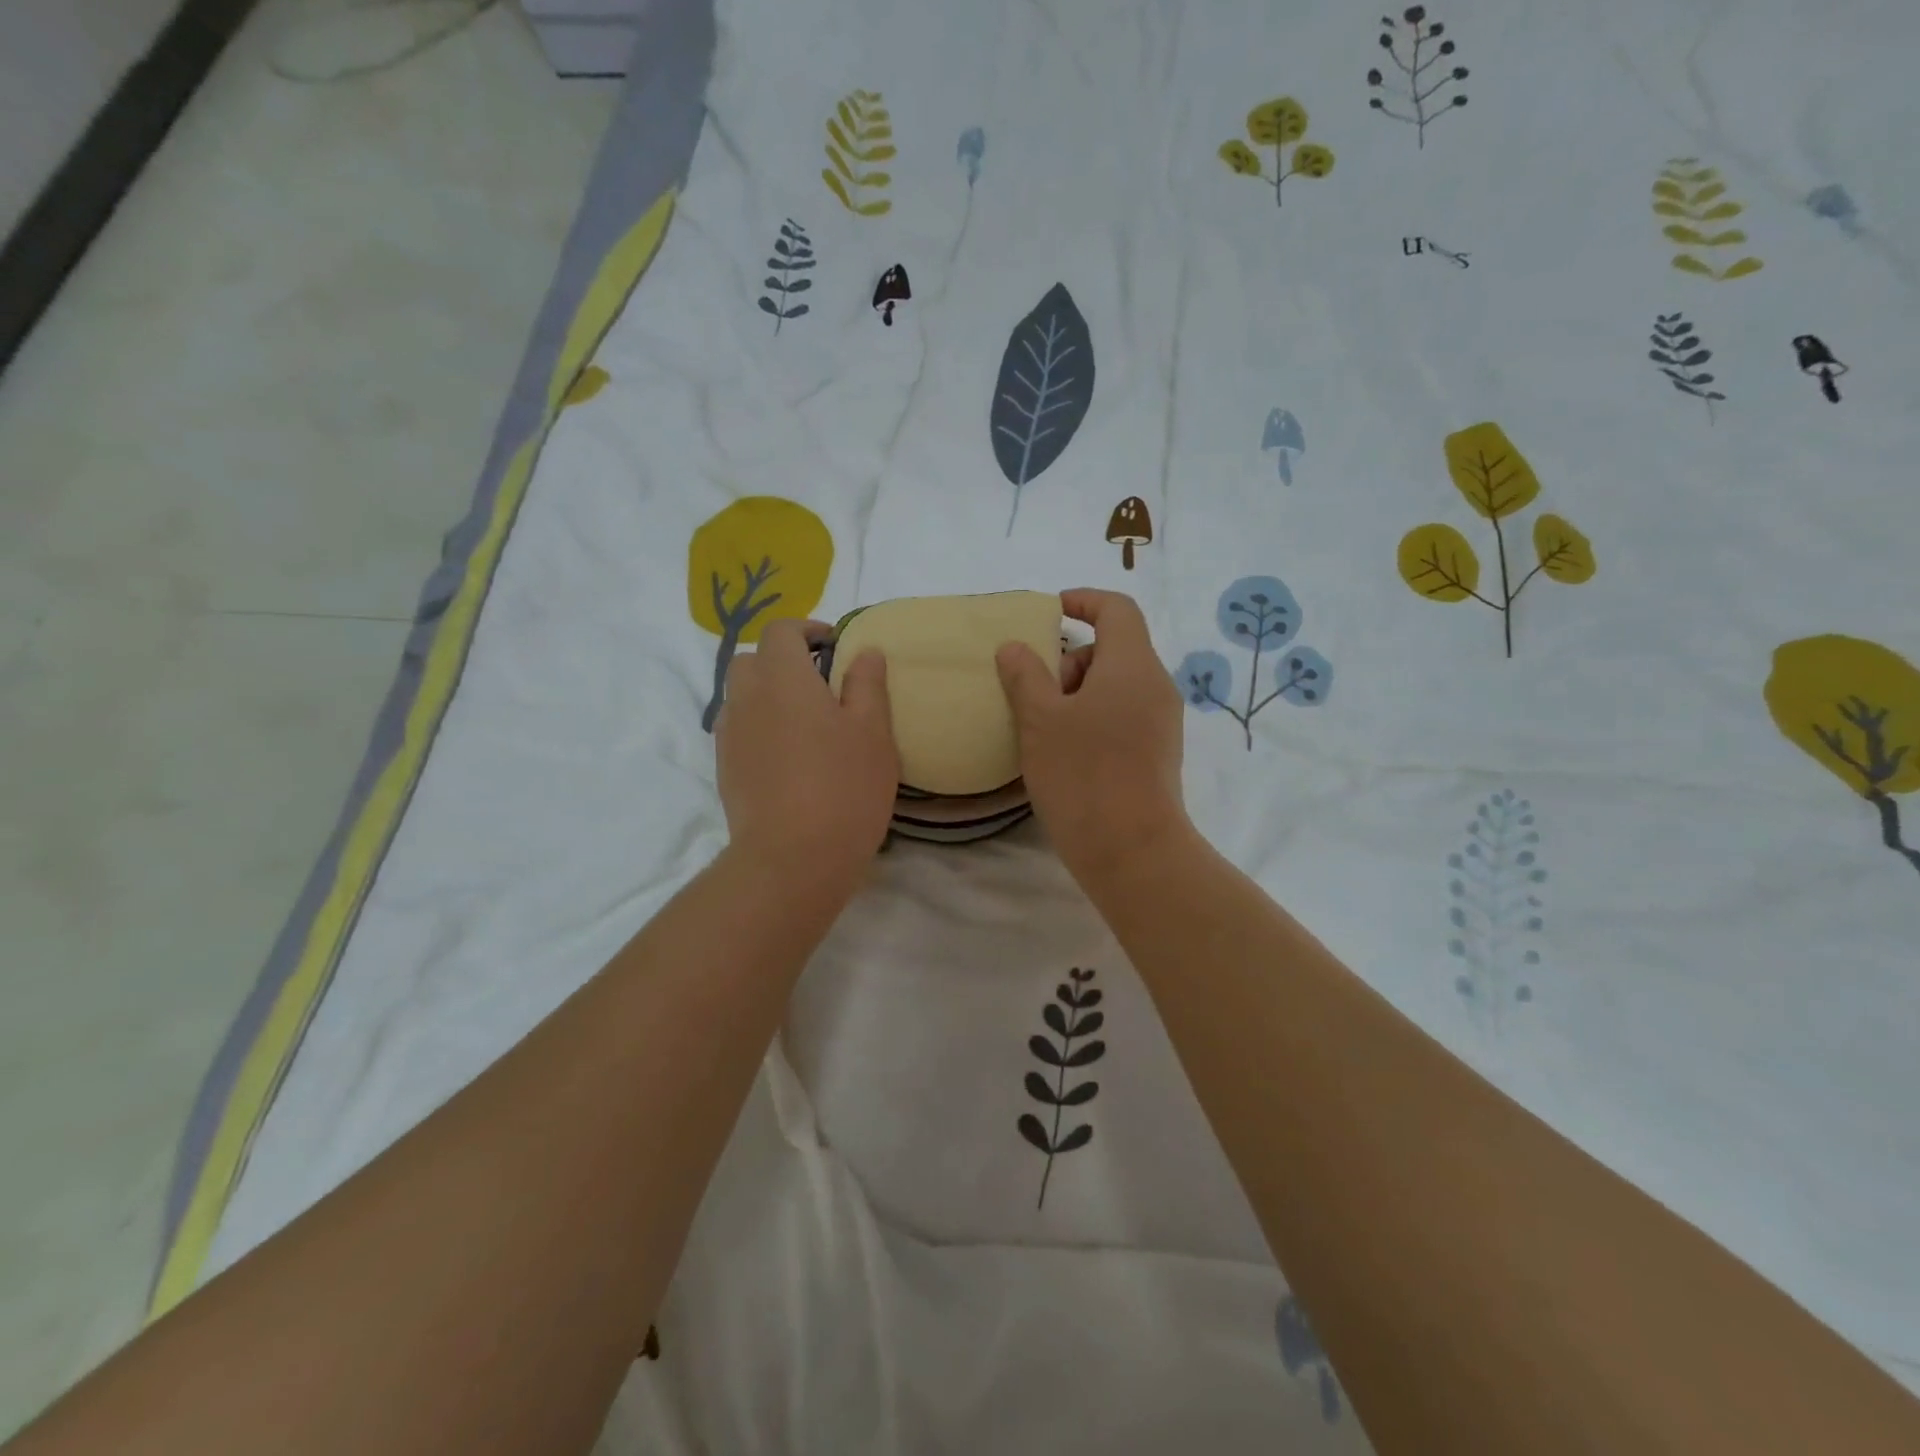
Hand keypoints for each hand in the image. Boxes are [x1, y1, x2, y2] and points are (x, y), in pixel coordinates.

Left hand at [713, 619, 898, 891]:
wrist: (792, 859)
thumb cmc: (844, 787)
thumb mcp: (873, 732)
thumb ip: (867, 684)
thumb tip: (864, 651)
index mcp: (783, 678)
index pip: (781, 631)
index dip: (807, 630)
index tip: (834, 647)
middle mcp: (747, 698)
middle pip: (752, 660)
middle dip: (781, 660)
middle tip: (819, 683)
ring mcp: (730, 736)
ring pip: (741, 696)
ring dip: (768, 694)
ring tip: (805, 722)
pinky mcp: (725, 769)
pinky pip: (739, 730)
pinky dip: (759, 726)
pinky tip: (789, 757)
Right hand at [995, 589, 1192, 888]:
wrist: (1132, 851)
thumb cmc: (1083, 774)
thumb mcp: (1040, 721)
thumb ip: (1025, 676)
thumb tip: (1015, 647)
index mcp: (1133, 665)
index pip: (1117, 609)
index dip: (1083, 601)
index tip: (1050, 613)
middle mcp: (1156, 685)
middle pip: (1114, 649)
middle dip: (1070, 661)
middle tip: (1037, 696)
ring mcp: (1161, 722)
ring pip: (1116, 686)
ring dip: (1078, 694)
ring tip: (1045, 730)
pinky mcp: (1158, 753)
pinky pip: (1123, 715)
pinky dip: (1093, 718)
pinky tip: (1066, 752)